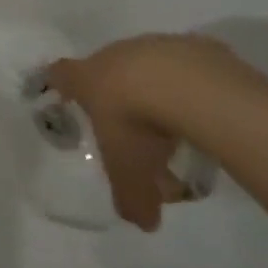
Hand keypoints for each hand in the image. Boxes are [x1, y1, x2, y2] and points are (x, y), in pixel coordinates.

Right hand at [46, 36, 258, 230]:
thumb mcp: (130, 172)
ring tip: (178, 121)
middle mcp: (115, 55)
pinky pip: (188, 64)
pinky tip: (206, 108)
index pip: (60, 73)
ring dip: (157, 87)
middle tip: (136, 128)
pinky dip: (192, 84)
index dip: (62, 83)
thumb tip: (143, 223)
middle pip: (108, 68)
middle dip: (118, 94)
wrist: (188, 87)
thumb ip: (132, 198)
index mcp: (88, 78)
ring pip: (149, 65)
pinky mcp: (192, 45)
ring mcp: (154, 46)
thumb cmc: (139, 125)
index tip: (67, 94)